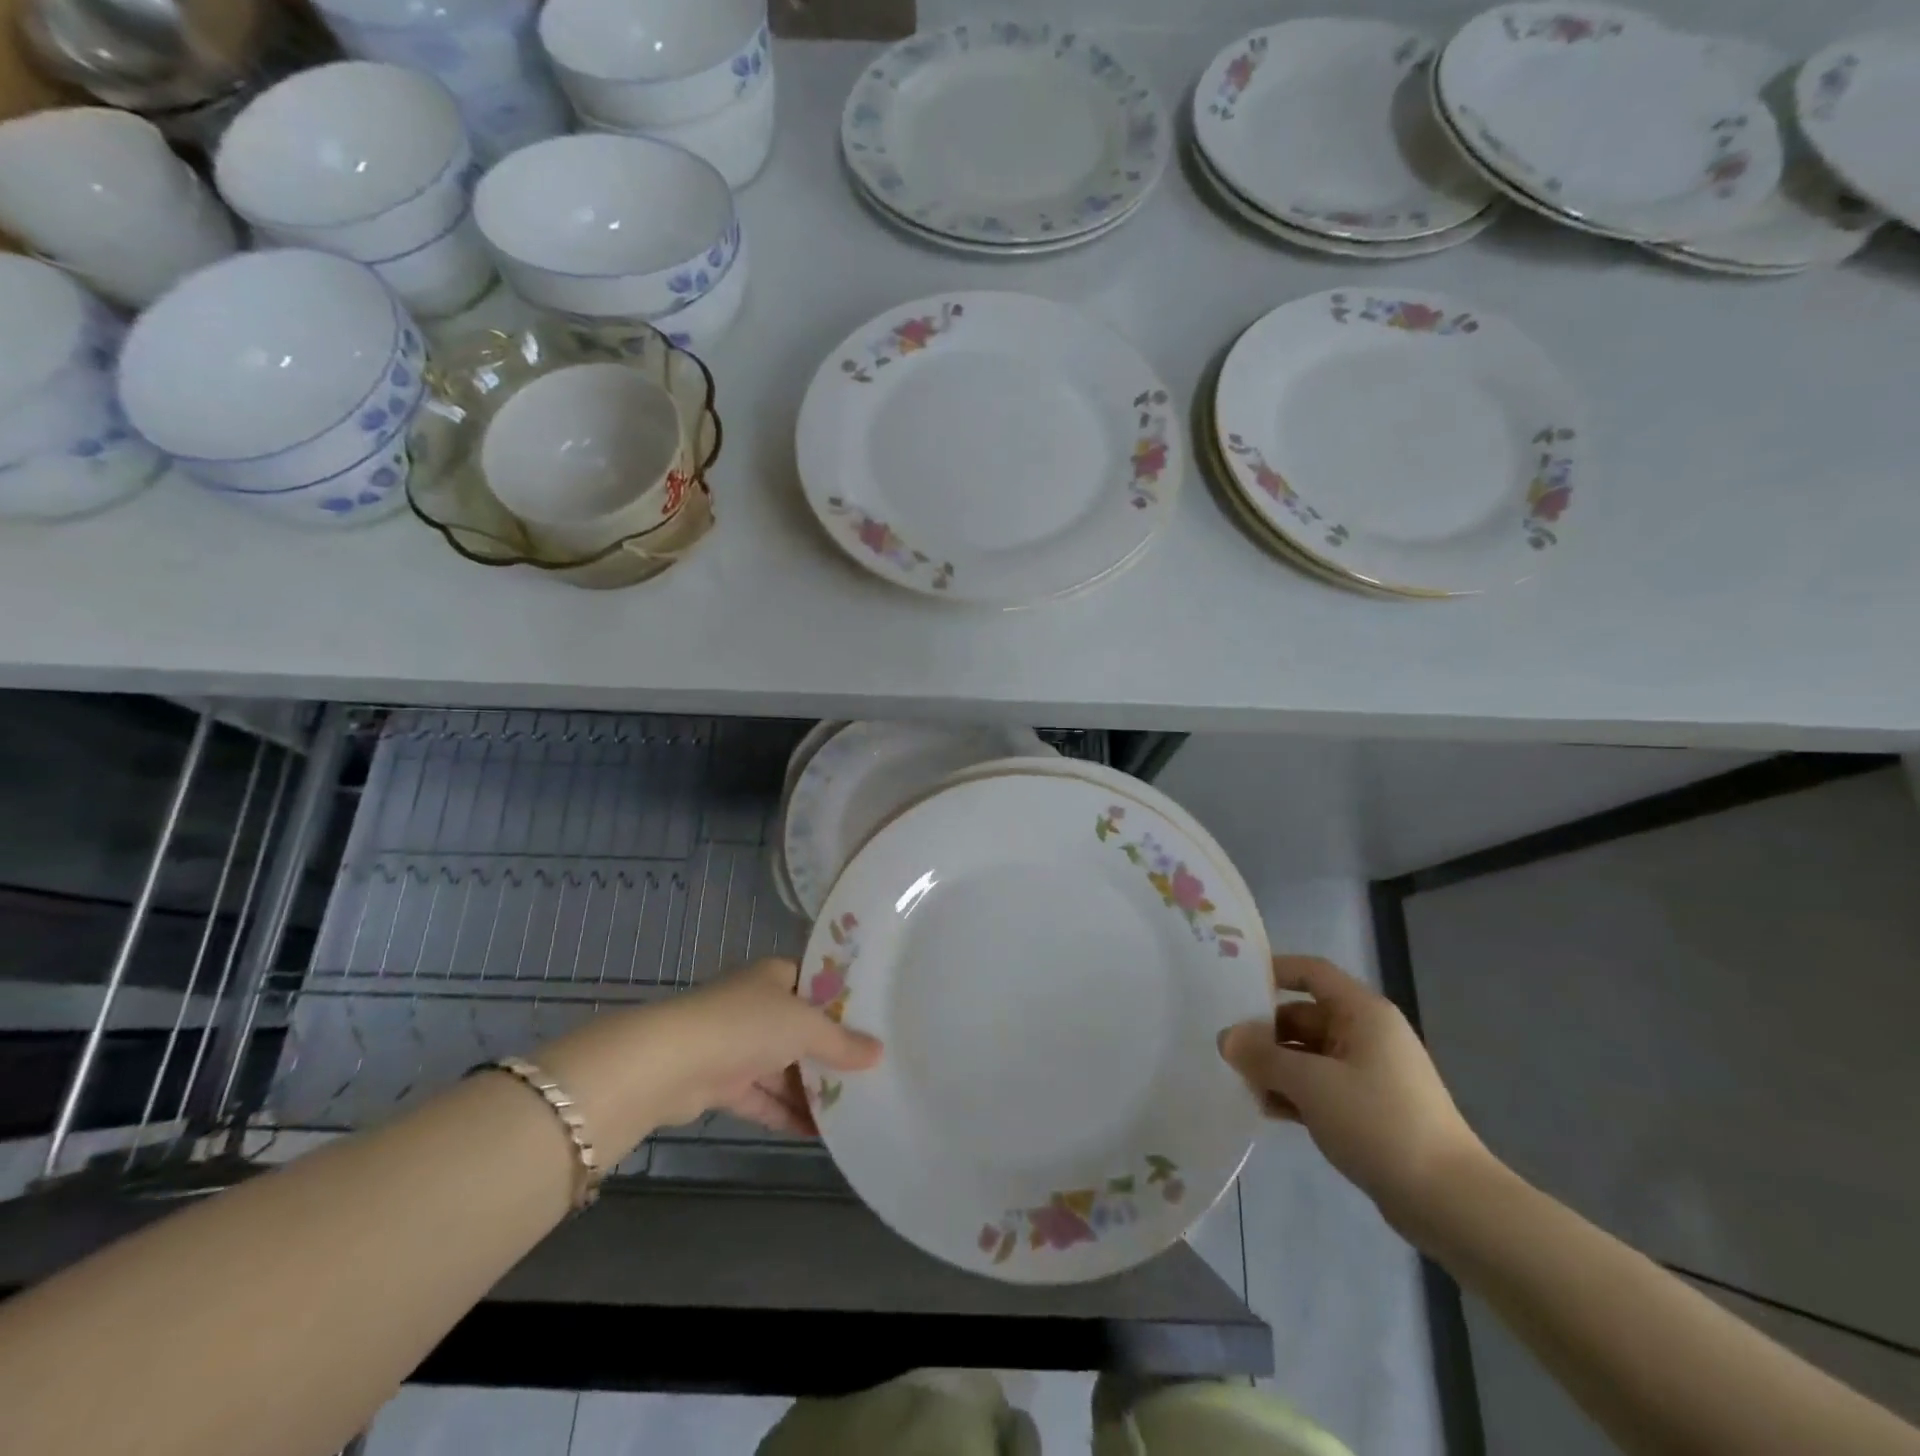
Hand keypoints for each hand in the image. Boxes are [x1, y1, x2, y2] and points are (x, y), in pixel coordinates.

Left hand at [639, 958, 882, 1134]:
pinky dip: (785, 1112)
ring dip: (809, 1088)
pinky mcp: (721, 1082)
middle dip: (829, 1051)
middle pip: (800, 1028)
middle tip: (869, 1071)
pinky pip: (762, 1097)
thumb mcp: (805, 1027)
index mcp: (775, 976)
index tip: (874, 1020)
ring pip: (781, 1066)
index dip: (842, 1000)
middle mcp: (755, 1005)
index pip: (815, 982)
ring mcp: (736, 1044)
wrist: (671, 1063)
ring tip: (850, 1107)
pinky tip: (816, 1132)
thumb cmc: (746, 1025)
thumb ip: (842, 1042)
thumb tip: (879, 1053)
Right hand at [1218, 955, 1487, 1228]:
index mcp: (1362, 1013)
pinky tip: (1268, 1111)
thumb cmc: (1379, 1122)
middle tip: (1228, 1050)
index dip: (1273, 971)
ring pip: (1309, 1054)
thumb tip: (1226, 1037)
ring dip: (1276, 1066)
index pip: (1311, 972)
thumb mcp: (1310, 1084)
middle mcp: (1367, 1034)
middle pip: (1304, 1015)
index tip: (1233, 986)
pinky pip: (1321, 1085)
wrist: (1449, 1202)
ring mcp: (1370, 1072)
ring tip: (1243, 1086)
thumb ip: (1262, 1056)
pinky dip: (1295, 1092)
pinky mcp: (1369, 1107)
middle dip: (1265, 1032)